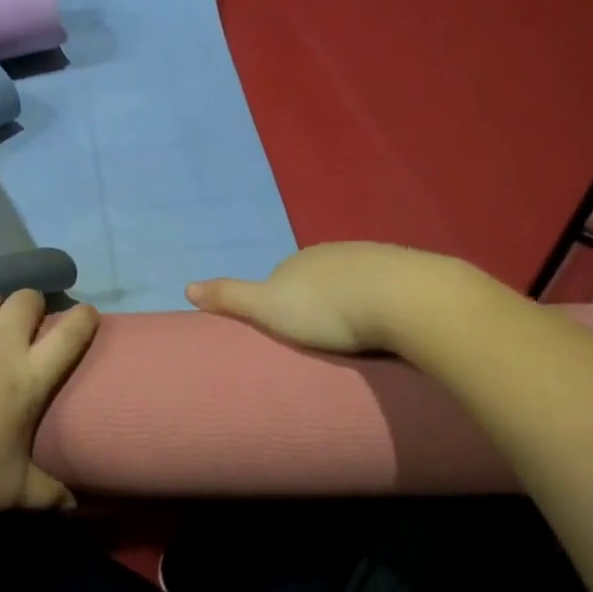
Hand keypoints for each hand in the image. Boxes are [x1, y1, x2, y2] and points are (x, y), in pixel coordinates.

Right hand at [186, 242, 447, 354]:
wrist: (402, 298)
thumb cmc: (327, 309)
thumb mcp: (267, 307)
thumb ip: (230, 297)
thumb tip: (185, 286)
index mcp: (299, 259)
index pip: (282, 278)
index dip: (281, 303)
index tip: (288, 332)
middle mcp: (333, 251)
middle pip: (317, 279)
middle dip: (317, 302)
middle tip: (320, 339)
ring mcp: (372, 258)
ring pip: (352, 282)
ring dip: (350, 303)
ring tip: (353, 338)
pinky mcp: (407, 271)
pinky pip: (384, 287)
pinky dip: (380, 302)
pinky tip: (386, 324)